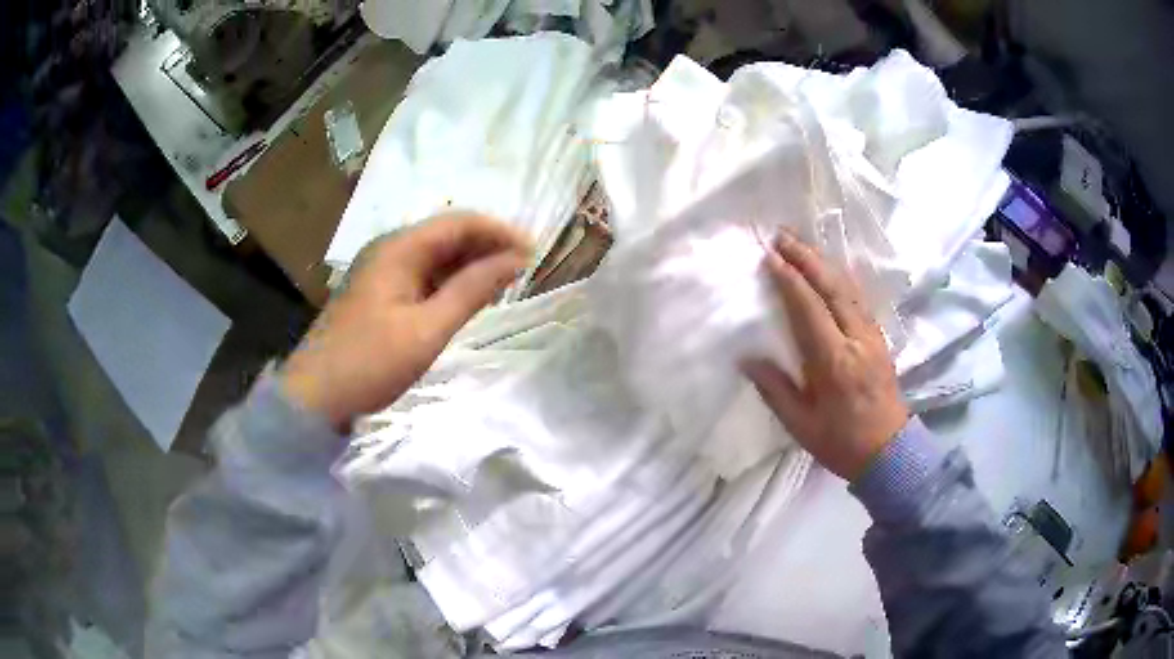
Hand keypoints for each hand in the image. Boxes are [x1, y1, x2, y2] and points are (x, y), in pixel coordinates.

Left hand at [281, 213, 530, 431]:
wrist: (315, 396)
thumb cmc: (370, 362)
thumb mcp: (427, 329)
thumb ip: (471, 291)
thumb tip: (514, 260)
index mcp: (398, 248)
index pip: (459, 223)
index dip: (499, 232)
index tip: (533, 254)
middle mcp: (389, 249)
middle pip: (447, 235)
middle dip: (487, 248)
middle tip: (522, 273)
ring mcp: (381, 271)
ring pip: (436, 256)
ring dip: (469, 266)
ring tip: (502, 286)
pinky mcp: (379, 293)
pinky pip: (422, 276)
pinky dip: (449, 283)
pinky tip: (467, 299)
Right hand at [742, 230, 908, 479]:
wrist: (889, 452)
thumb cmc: (841, 443)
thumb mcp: (801, 425)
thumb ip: (774, 389)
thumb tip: (747, 359)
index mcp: (834, 362)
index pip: (810, 309)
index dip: (789, 280)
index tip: (769, 257)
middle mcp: (856, 340)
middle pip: (832, 287)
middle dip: (806, 257)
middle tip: (782, 235)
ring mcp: (872, 336)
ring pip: (848, 288)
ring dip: (823, 262)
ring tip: (800, 245)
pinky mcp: (879, 338)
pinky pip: (857, 298)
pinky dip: (839, 277)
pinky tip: (828, 270)